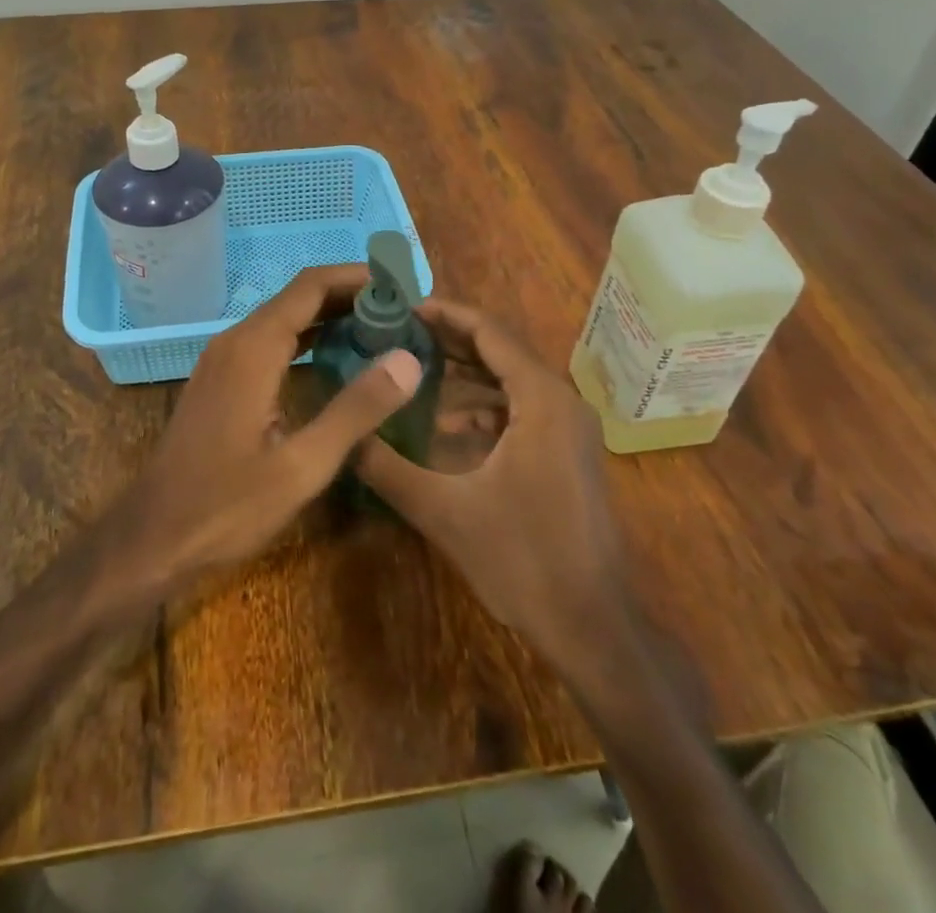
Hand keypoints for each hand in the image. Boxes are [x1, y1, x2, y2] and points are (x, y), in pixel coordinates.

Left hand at [115, 264, 421, 588]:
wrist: (152, 537)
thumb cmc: (226, 507)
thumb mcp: (302, 466)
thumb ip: (356, 410)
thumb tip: (408, 359)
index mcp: (254, 349)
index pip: (311, 286)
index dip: (357, 277)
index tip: (401, 282)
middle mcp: (235, 341)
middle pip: (298, 297)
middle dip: (350, 295)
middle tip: (402, 308)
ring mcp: (223, 359)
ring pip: (282, 318)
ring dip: (329, 315)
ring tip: (380, 327)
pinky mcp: (220, 380)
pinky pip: (269, 340)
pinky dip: (307, 337)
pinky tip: (335, 358)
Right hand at [354, 298, 632, 653]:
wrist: (593, 627)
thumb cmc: (524, 560)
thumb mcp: (444, 511)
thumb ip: (387, 468)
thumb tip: (342, 435)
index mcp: (540, 399)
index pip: (489, 332)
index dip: (445, 314)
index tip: (401, 308)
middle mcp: (561, 401)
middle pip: (500, 350)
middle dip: (449, 340)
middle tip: (397, 334)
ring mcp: (568, 428)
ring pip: (510, 381)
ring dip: (465, 373)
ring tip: (413, 371)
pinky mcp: (566, 453)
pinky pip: (520, 410)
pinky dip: (484, 407)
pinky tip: (446, 425)